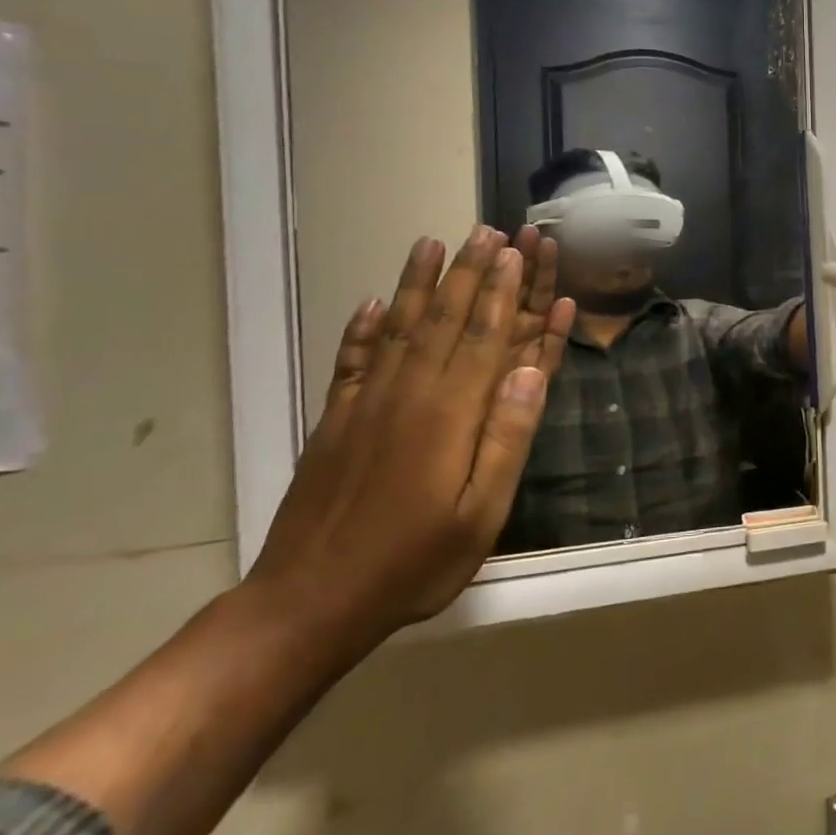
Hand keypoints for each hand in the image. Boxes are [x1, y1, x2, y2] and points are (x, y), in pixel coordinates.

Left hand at [247, 227, 568, 648]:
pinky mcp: (336, 420)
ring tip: (432, 243)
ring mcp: (366, 403)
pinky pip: (353, 359)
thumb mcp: (480, 514)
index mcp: (451, 415)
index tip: (516, 251)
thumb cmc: (412, 564)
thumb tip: (528, 371)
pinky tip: (373, 302)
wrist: (307, 604)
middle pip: (446, 319)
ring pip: (401, 328)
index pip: (485, 337)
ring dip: (420, 283)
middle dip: (470, 272)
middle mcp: (409, 394)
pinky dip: (364, 327)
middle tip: (486, 230)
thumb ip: (507, 438)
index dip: (503, 292)